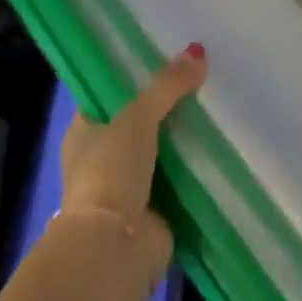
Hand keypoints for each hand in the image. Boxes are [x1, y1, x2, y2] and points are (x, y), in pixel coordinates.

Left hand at [58, 45, 206, 272]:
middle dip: (163, 107)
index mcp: (83, 131)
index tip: (162, 58)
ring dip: (180, 139)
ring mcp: (126, 187)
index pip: (107, 95)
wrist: (115, 248)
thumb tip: (198, 52)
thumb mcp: (138, 116)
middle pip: (136, 123)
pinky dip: (192, 168)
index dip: (132, 77)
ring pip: (158, 151)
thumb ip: (167, 85)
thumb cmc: (111, 171)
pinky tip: (218, 146)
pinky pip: (176, 179)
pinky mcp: (152, 211)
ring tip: (214, 106)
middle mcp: (100, 158)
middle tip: (197, 78)